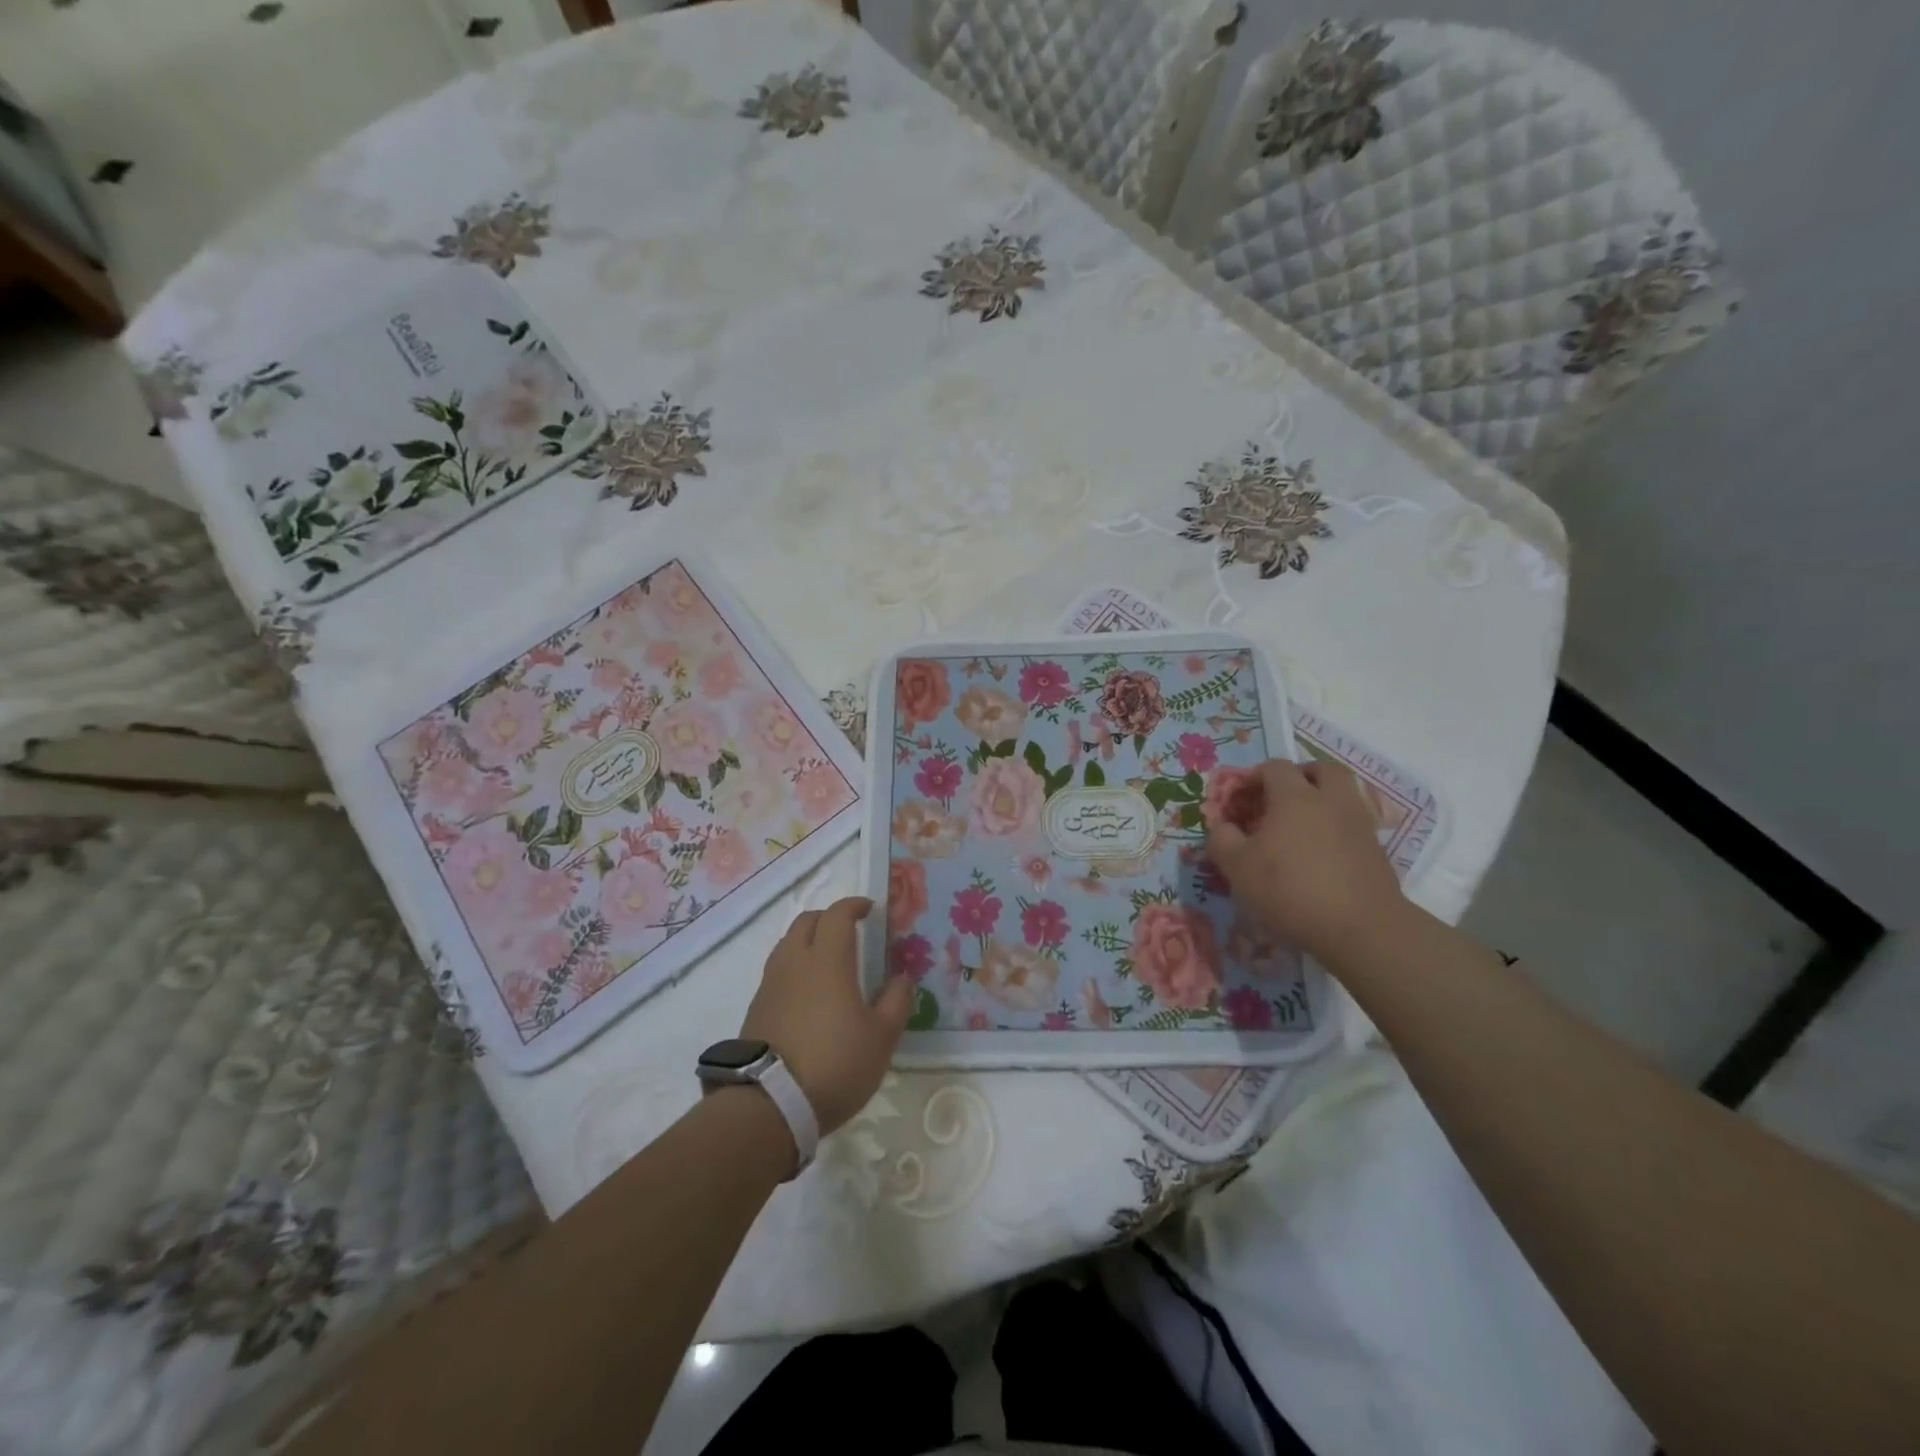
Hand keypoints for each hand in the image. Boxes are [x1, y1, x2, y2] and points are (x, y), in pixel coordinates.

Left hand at [738, 897, 911, 1136]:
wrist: (769, 1104)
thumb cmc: (835, 1063)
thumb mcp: (881, 1038)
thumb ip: (896, 1001)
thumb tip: (901, 977)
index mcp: (827, 960)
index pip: (837, 915)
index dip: (853, 906)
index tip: (868, 909)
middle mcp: (794, 962)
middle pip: (807, 921)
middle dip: (828, 918)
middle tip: (848, 930)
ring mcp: (770, 984)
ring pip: (787, 944)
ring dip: (807, 941)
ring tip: (827, 961)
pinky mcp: (756, 1008)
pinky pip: (777, 972)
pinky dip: (794, 968)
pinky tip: (807, 994)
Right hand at [1204, 758, 1404, 962]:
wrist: (1360, 929)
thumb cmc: (1289, 890)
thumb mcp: (1238, 868)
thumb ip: (1222, 840)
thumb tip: (1222, 826)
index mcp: (1294, 797)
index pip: (1274, 767)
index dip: (1254, 776)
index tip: (1239, 798)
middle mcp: (1331, 801)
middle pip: (1322, 769)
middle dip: (1301, 776)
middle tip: (1281, 796)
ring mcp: (1359, 825)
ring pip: (1344, 795)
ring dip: (1323, 800)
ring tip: (1301, 826)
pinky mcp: (1377, 852)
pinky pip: (1354, 825)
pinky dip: (1337, 829)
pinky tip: (1321, 855)